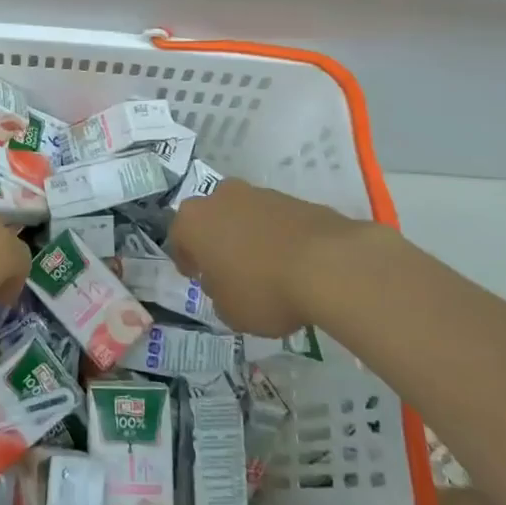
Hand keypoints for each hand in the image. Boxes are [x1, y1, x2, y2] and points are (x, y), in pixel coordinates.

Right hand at [170, 178, 369, 337]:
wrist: (326, 264)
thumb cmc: (263, 289)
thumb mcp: (229, 311)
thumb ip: (218, 294)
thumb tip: (223, 281)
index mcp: (194, 221)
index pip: (179, 238)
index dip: (187, 260)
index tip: (196, 276)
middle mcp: (220, 198)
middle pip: (211, 218)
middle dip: (216, 240)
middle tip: (227, 269)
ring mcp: (258, 193)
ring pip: (243, 215)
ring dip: (247, 236)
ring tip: (264, 268)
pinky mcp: (292, 198)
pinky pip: (273, 220)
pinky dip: (276, 236)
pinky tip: (290, 263)